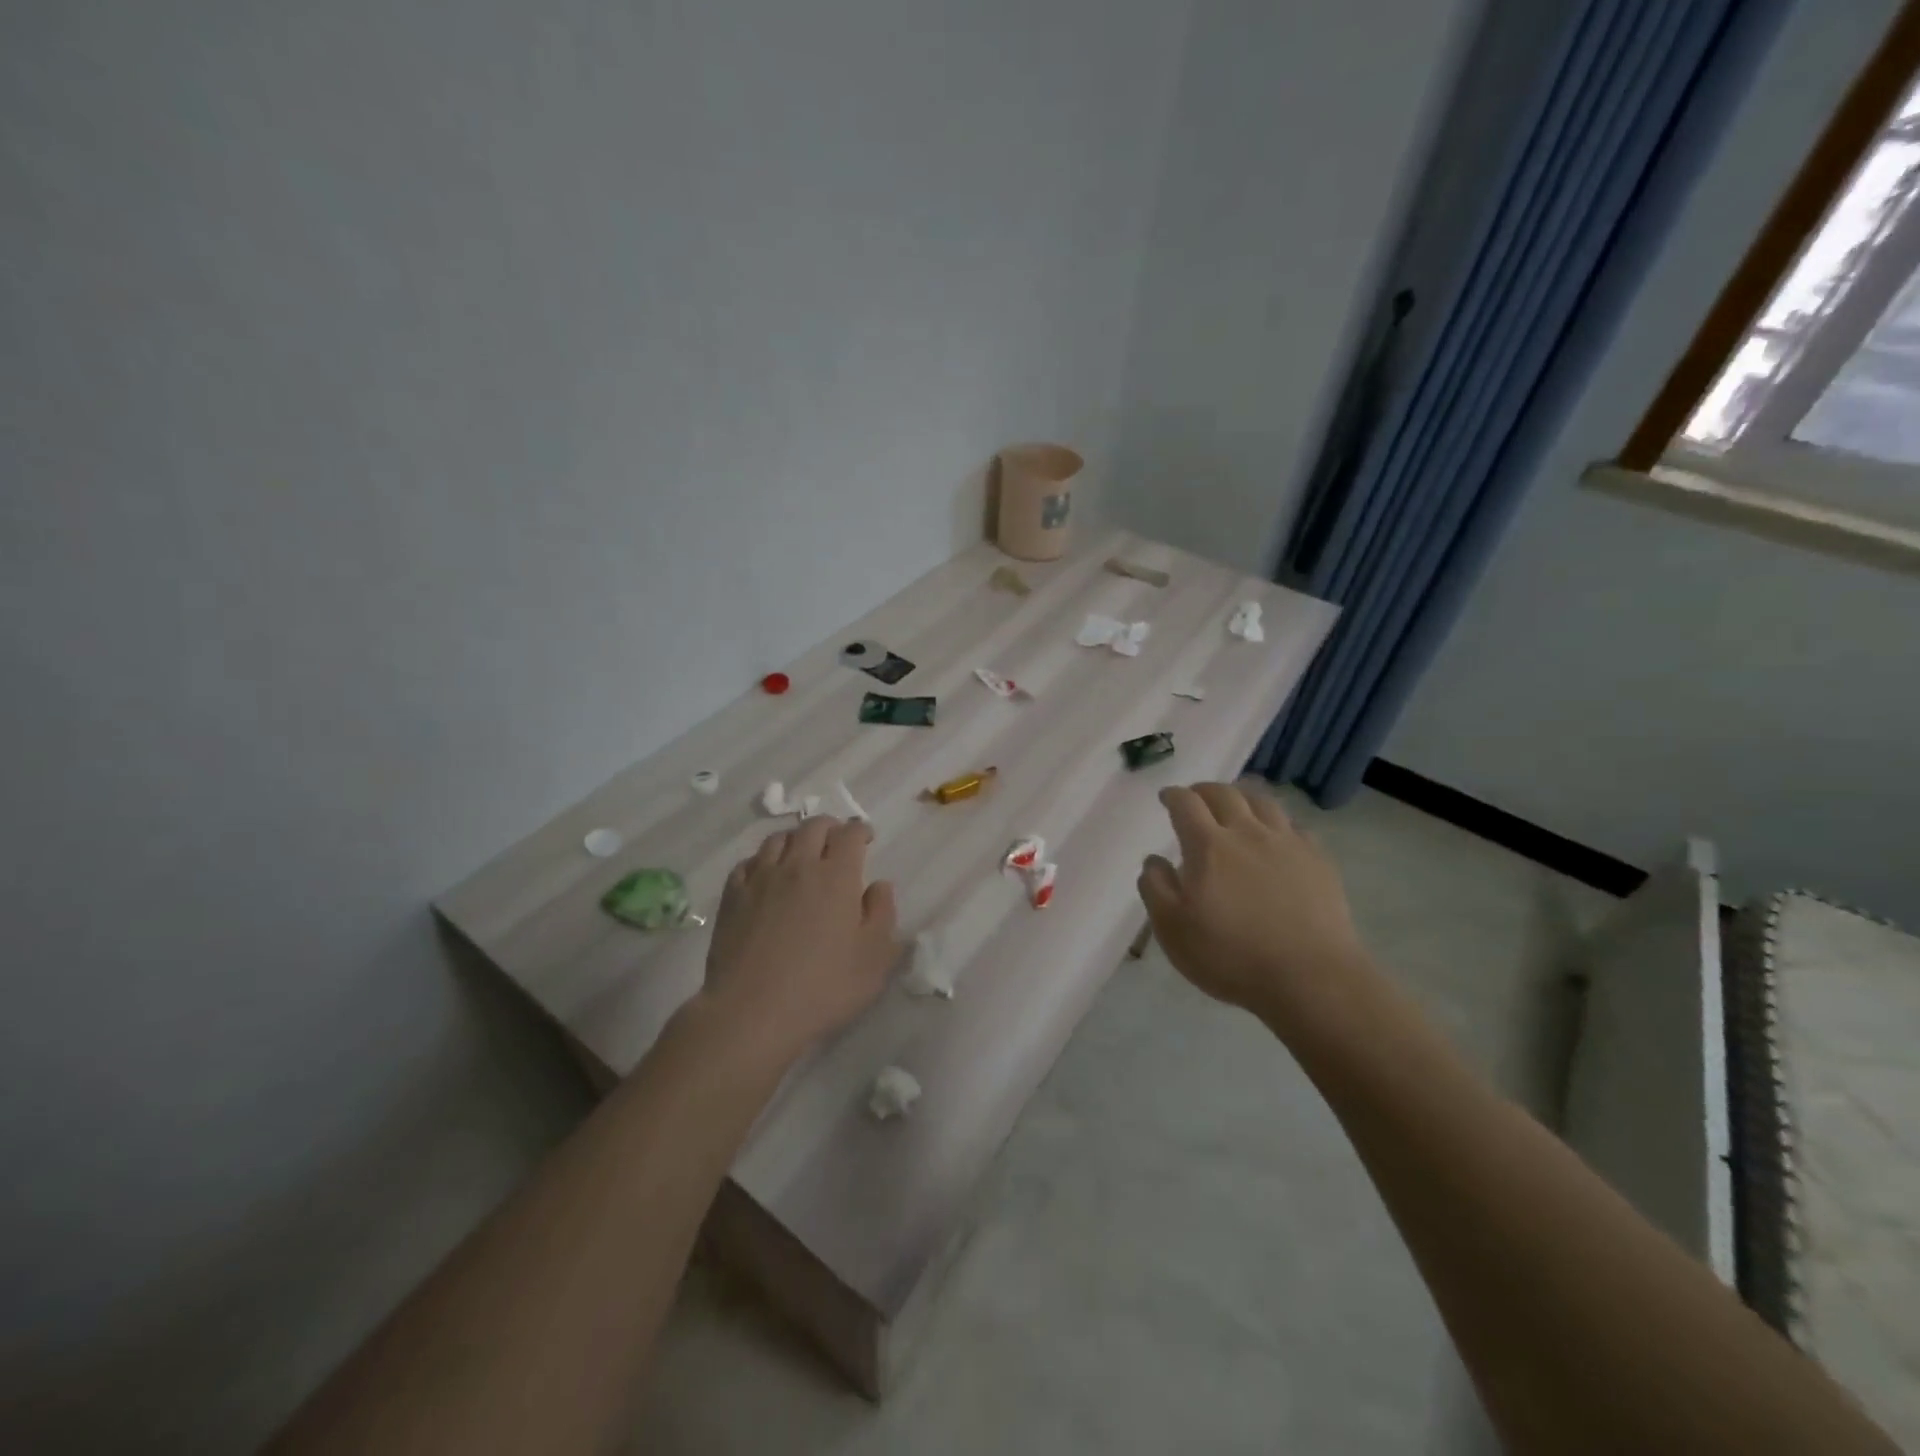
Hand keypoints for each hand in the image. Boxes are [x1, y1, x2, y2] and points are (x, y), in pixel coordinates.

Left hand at [695, 816, 898, 1064]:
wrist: (752, 1013)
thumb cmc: (823, 987)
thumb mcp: (875, 958)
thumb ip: (882, 914)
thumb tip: (879, 885)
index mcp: (836, 876)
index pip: (849, 834)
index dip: (860, 830)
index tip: (866, 838)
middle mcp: (798, 866)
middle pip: (813, 827)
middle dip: (830, 827)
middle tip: (837, 842)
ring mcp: (760, 879)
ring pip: (778, 839)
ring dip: (796, 840)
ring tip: (802, 855)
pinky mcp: (732, 897)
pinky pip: (748, 862)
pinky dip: (763, 860)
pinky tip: (766, 875)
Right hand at [1137, 782, 1371, 1032]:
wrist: (1310, 978)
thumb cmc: (1231, 955)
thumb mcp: (1173, 929)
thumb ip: (1156, 888)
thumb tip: (1154, 860)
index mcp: (1208, 846)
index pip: (1186, 804)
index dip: (1173, 796)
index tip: (1165, 797)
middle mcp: (1247, 833)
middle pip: (1225, 794)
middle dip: (1204, 790)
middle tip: (1196, 797)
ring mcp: (1288, 844)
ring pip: (1263, 802)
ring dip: (1242, 798)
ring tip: (1235, 806)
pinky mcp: (1318, 861)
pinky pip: (1295, 827)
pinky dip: (1278, 823)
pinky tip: (1277, 836)